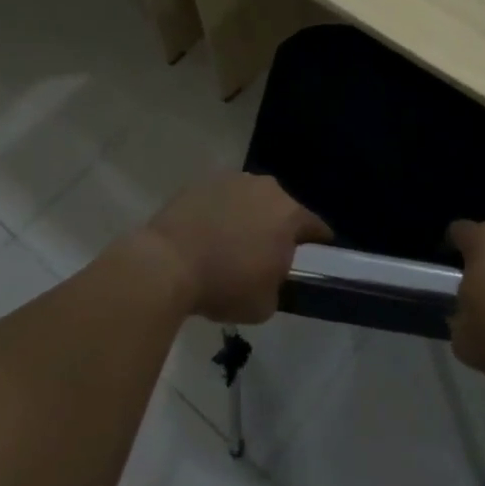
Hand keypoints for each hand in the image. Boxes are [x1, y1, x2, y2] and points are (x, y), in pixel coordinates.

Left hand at [141, 172, 331, 323]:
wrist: (167, 264)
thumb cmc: (224, 285)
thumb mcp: (265, 304)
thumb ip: (278, 285)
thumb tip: (271, 277)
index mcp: (289, 214)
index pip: (316, 227)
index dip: (318, 244)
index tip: (313, 258)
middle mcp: (266, 188)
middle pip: (282, 209)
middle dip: (277, 228)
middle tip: (264, 255)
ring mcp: (232, 180)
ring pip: (250, 200)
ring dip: (247, 217)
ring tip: (230, 244)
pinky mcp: (201, 181)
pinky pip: (220, 199)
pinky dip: (219, 213)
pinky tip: (206, 235)